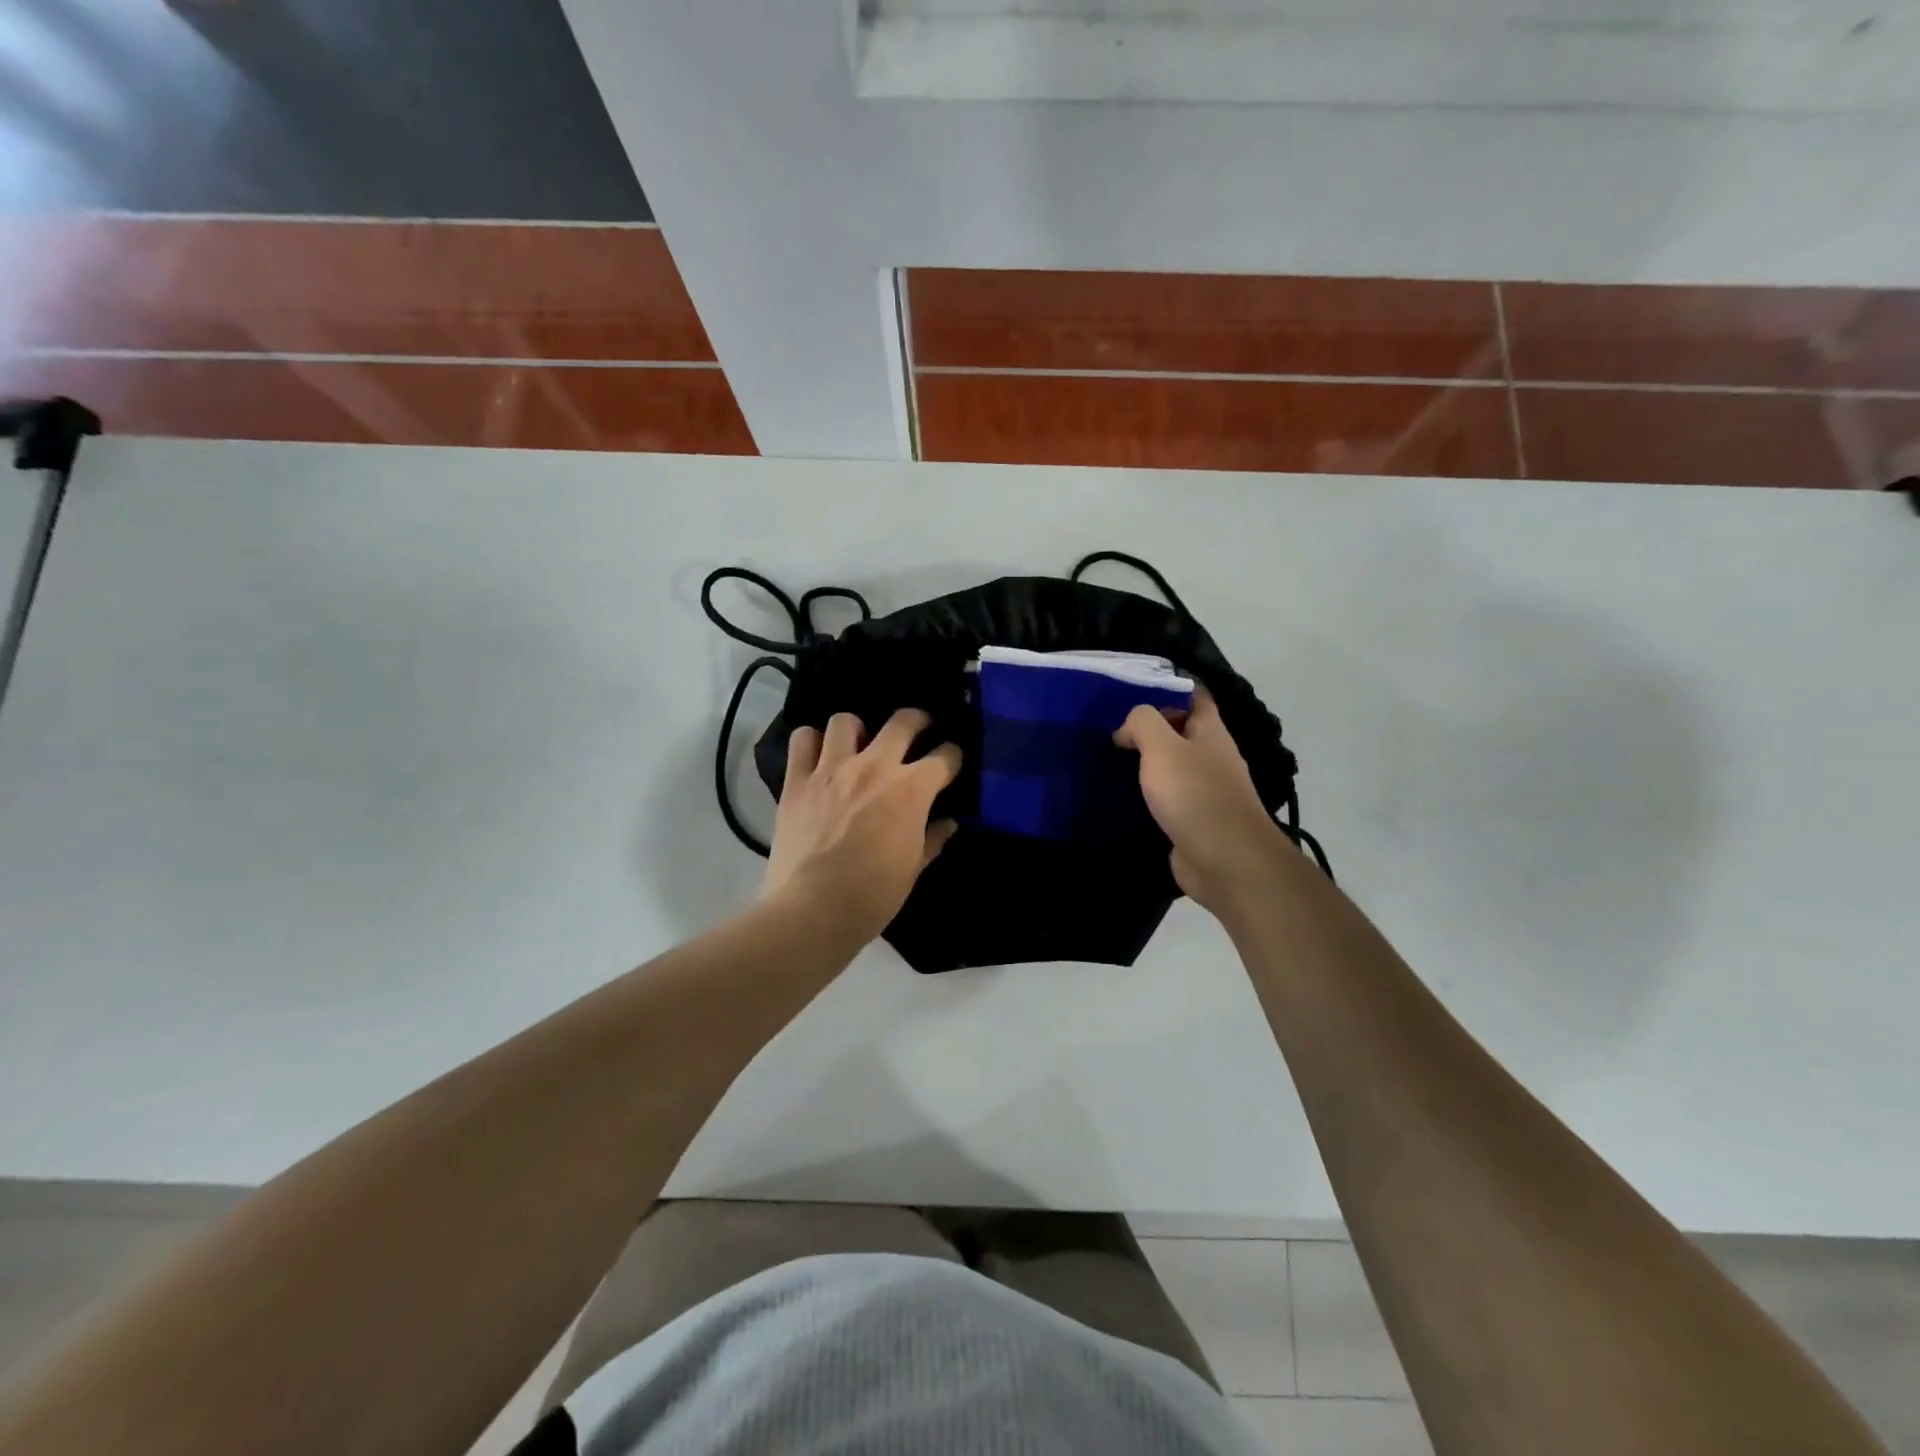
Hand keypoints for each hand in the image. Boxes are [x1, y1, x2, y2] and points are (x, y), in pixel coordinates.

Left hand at [762, 709, 961, 943]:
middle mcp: (874, 767)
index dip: (953, 757)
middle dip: (918, 721)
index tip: (952, 763)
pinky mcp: (797, 781)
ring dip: (857, 729)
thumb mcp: (912, 870)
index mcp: (910, 790)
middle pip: (903, 722)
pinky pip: (802, 740)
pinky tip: (817, 756)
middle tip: (919, 730)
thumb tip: (948, 824)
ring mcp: (832, 770)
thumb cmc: (872, 896)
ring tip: (858, 745)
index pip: (945, 757)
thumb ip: (932, 839)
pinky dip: (810, 742)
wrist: (813, 910)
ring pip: (846, 721)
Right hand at [1114, 690, 1294, 913]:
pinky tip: (1121, 798)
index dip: (1168, 688)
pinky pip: (1167, 800)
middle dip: (1150, 729)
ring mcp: (1205, 792)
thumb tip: (1126, 729)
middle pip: (1181, 733)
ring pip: (1172, 768)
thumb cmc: (1195, 795)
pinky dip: (1147, 796)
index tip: (1132, 690)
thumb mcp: (1162, 747)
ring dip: (1146, 765)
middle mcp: (1212, 758)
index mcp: (1211, 733)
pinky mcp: (1193, 822)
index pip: (1195, 697)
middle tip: (1110, 729)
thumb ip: (1143, 723)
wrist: (1224, 861)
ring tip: (1108, 761)